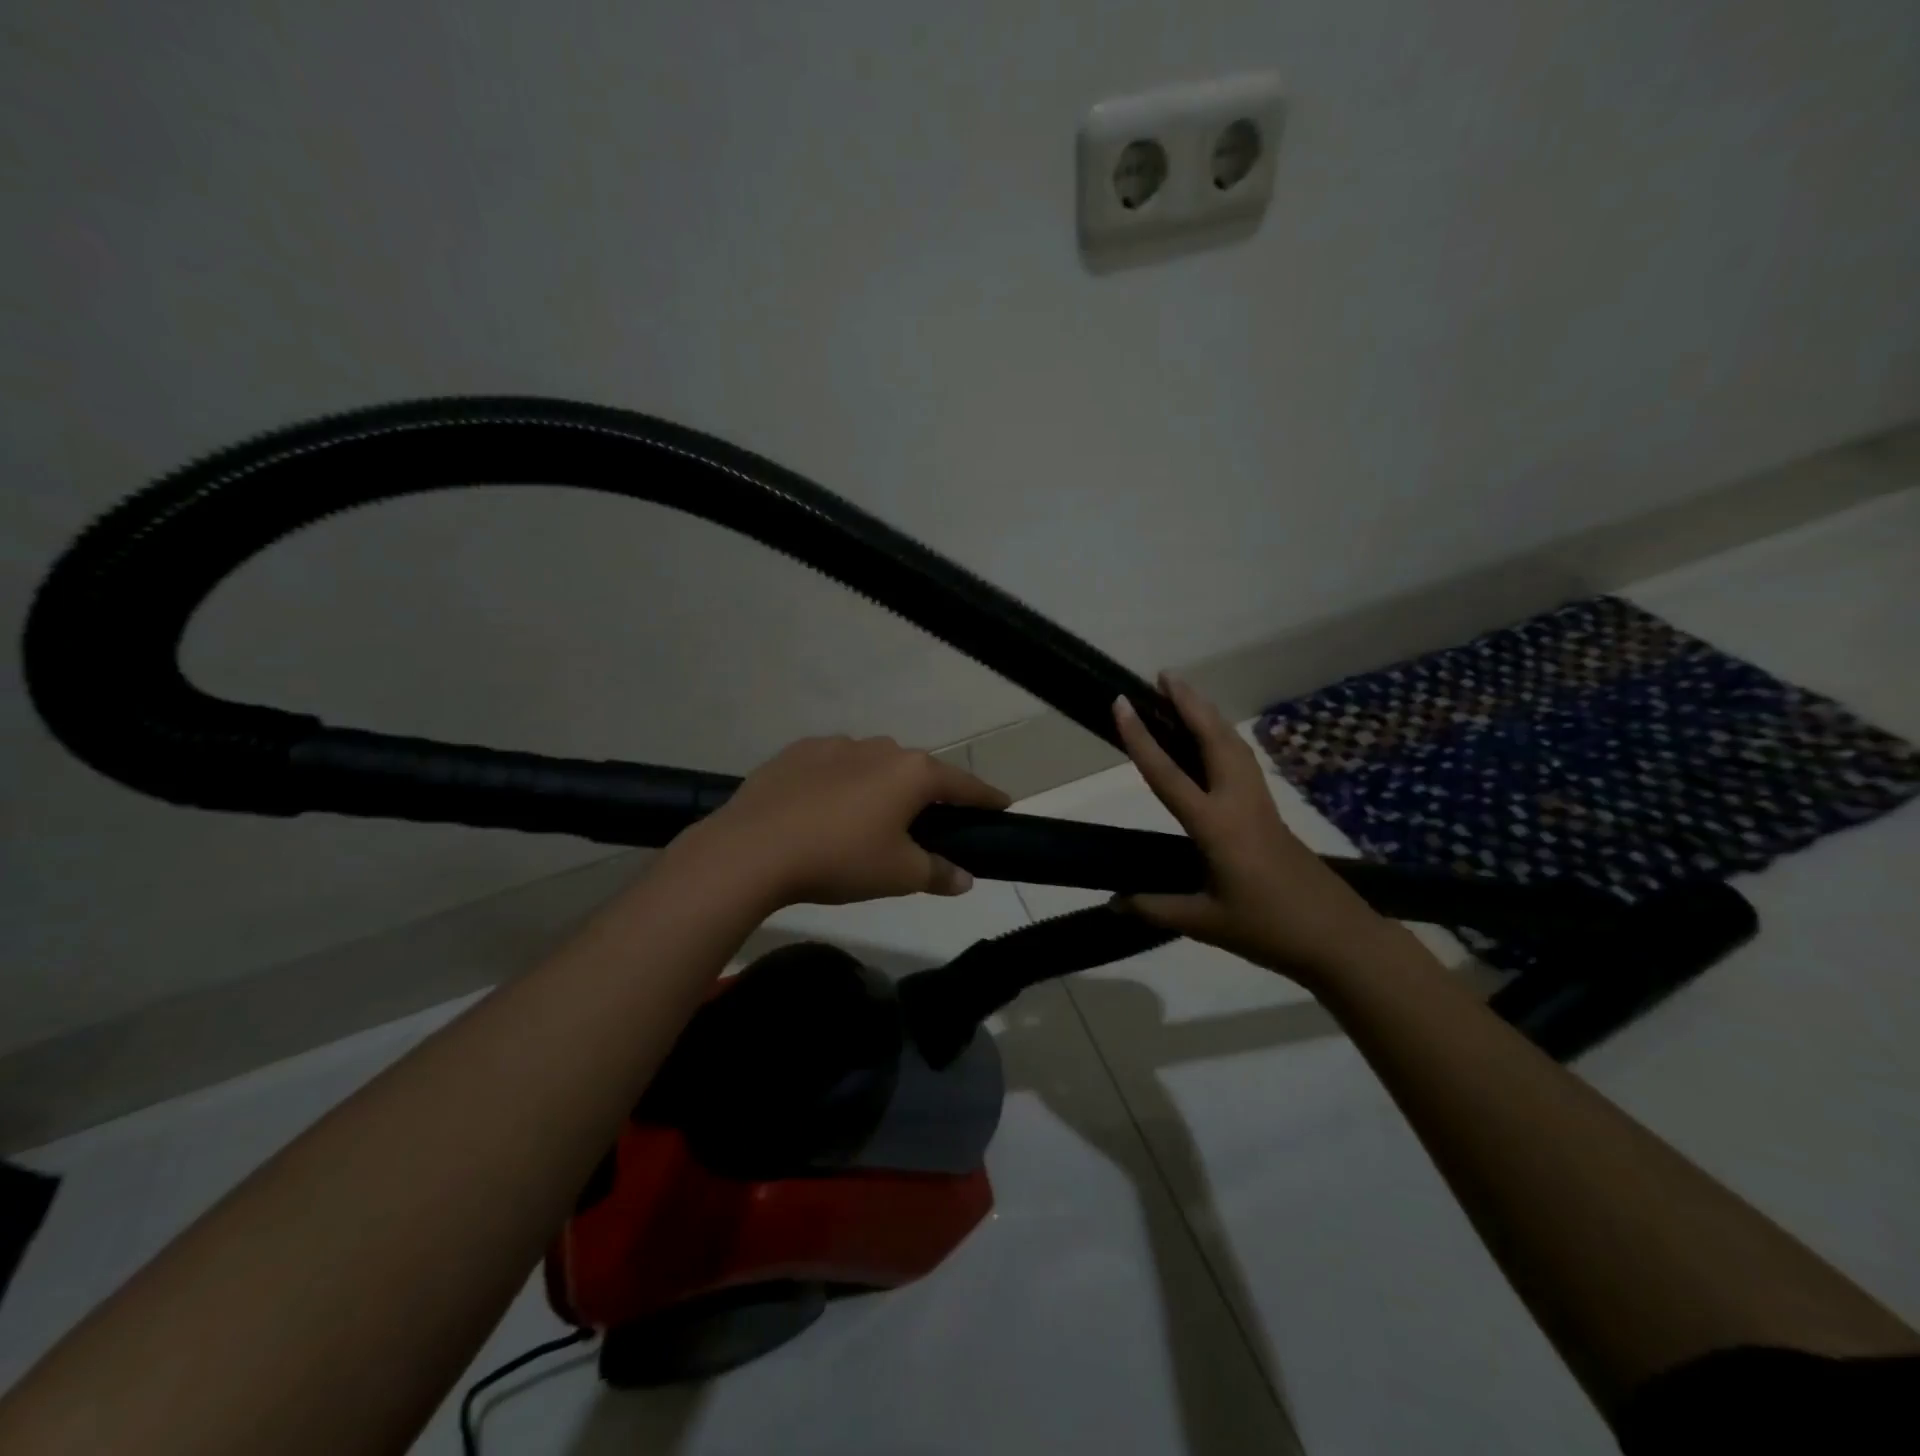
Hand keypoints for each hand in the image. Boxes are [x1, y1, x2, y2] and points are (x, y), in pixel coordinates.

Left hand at [673, 736, 1010, 907]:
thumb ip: (938, 872)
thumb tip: (965, 878)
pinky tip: (825, 809)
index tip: (1003, 805)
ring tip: (868, 820)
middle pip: (916, 771)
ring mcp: (835, 745)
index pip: (963, 785)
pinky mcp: (797, 752)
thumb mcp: (899, 875)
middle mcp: (879, 747)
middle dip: (926, 795)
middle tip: (926, 825)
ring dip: (880, 786)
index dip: (986, 798)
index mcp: (912, 772)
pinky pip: (833, 766)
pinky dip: (840, 783)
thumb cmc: (840, 859)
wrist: (753, 849)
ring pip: (872, 765)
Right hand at [1113, 675, 1391, 985]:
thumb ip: (1156, 909)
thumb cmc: (1268, 929)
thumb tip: (1115, 902)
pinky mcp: (1271, 812)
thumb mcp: (1205, 923)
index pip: (1167, 774)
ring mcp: (1260, 804)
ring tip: (1186, 696)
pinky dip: (1224, 738)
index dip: (1140, 739)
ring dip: (1208, 715)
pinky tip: (1215, 742)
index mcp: (1216, 826)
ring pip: (1234, 745)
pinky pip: (1243, 761)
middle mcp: (1239, 803)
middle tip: (1164, 676)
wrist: (1338, 938)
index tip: (1121, 704)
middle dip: (1189, 703)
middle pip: (1213, 740)